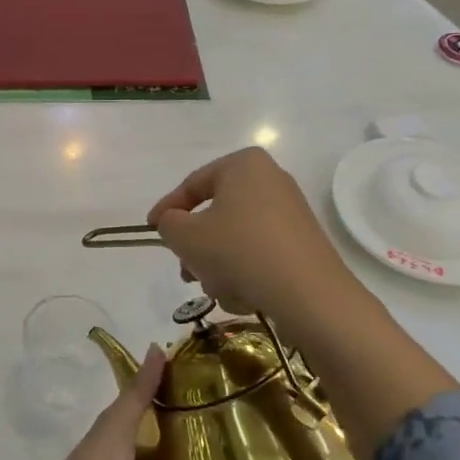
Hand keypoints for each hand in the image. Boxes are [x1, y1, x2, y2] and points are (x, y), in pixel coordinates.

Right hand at [148, 147, 358, 329]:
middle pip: (216, 213)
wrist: (308, 293)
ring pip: (235, 237)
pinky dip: (244, 271)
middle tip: (184, 269)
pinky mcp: (302, 243)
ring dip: (218, 264)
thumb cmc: (238, 251)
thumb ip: (168, 223)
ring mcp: (290, 212)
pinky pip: (259, 252)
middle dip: (196, 245)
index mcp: (243, 165)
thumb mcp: (185, 235)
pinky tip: (242, 295)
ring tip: (215, 289)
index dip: (166, 209)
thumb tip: (174, 222)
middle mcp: (270, 180)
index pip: (192, 184)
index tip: (150, 230)